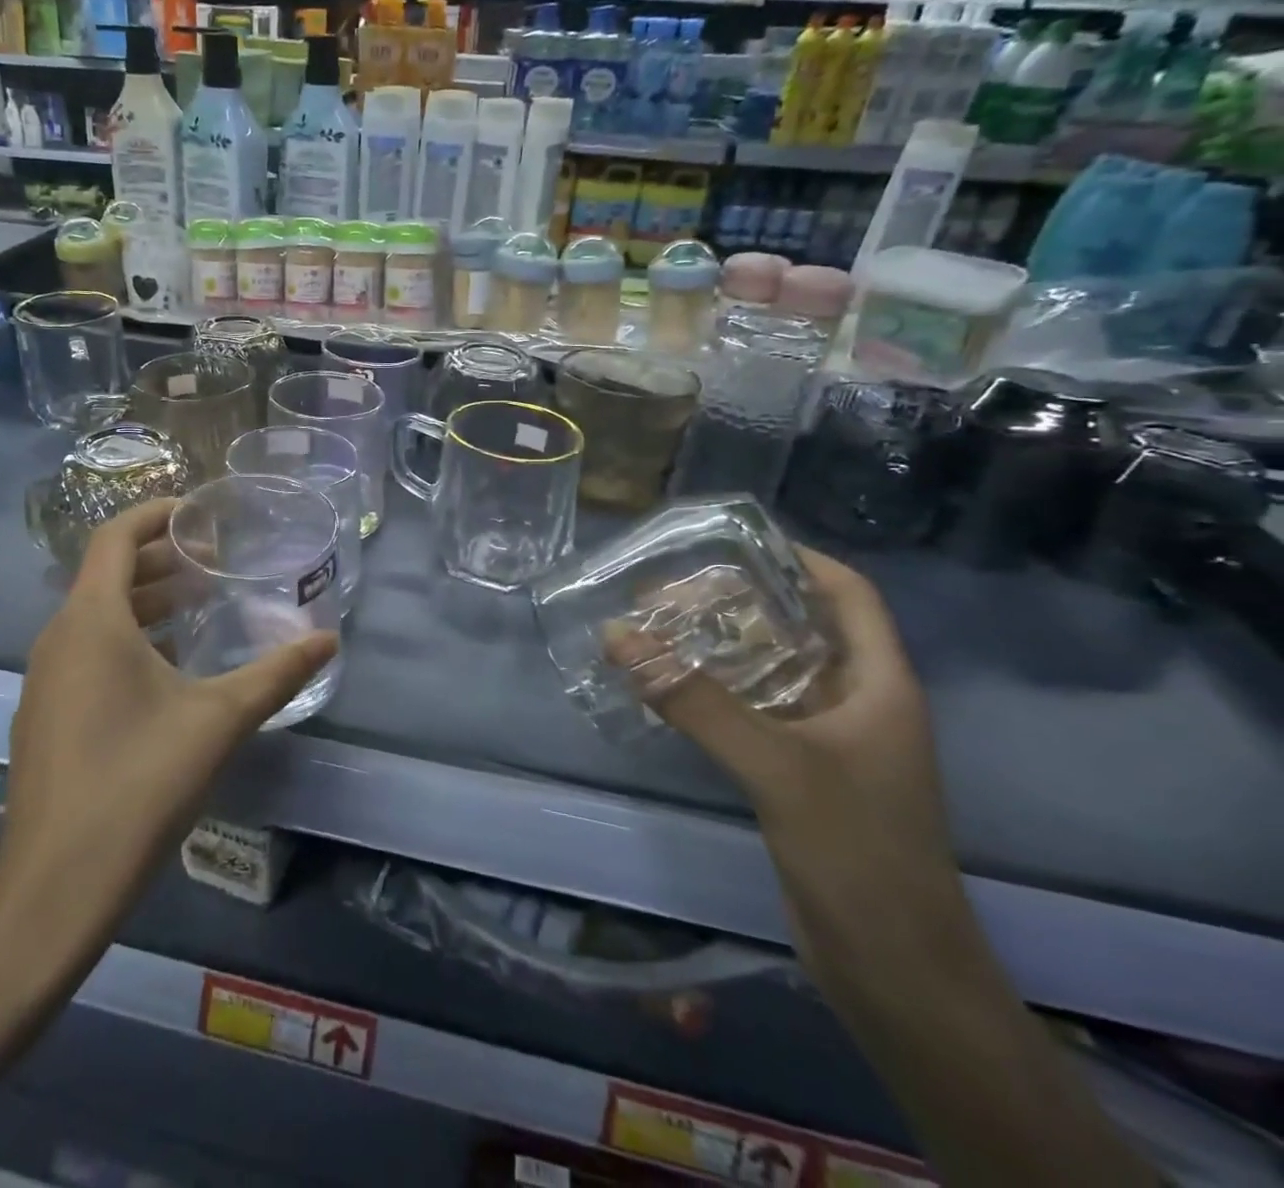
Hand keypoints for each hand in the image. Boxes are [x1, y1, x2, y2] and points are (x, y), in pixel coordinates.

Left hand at [0, 498, 338, 927]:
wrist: (56, 887)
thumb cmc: (138, 783)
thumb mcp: (219, 720)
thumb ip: (277, 673)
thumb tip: (329, 641)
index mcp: (91, 621)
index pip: (115, 537)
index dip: (156, 514)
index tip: (200, 512)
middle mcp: (58, 638)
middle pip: (106, 574)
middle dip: (159, 559)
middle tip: (212, 560)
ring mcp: (44, 679)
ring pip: (95, 616)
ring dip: (144, 601)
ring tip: (198, 606)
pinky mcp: (44, 715)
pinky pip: (85, 652)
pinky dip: (126, 638)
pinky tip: (167, 669)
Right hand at [616, 548, 974, 986]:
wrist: (894, 971)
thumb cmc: (857, 853)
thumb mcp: (776, 766)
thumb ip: (694, 700)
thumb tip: (618, 636)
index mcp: (880, 684)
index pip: (848, 595)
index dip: (799, 559)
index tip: (733, 541)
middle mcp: (857, 702)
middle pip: (798, 628)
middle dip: (737, 603)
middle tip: (668, 589)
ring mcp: (829, 741)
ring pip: (770, 672)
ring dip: (718, 648)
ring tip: (656, 627)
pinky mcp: (800, 774)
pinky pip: (753, 712)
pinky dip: (713, 692)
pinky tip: (667, 688)